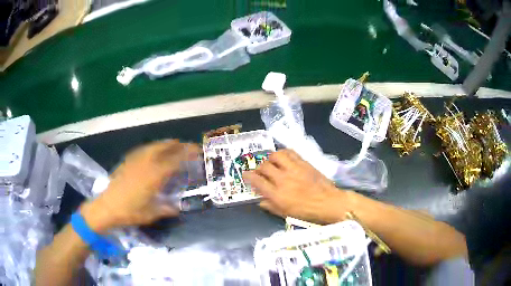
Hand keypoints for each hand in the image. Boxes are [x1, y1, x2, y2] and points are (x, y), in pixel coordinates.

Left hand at [81, 140, 200, 232]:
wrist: (107, 206)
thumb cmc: (130, 212)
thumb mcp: (151, 214)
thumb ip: (166, 209)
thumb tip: (177, 208)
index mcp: (154, 176)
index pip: (175, 160)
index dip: (187, 154)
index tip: (197, 152)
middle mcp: (146, 164)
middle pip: (164, 148)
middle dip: (177, 145)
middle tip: (187, 146)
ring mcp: (135, 160)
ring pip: (153, 146)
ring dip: (165, 144)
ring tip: (173, 145)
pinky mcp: (127, 161)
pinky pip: (143, 149)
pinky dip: (152, 147)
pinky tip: (153, 151)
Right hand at [243, 149, 347, 223]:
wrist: (328, 202)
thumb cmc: (307, 212)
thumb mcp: (286, 214)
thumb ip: (271, 206)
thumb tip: (260, 200)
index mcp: (277, 195)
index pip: (257, 181)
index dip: (248, 176)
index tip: (245, 174)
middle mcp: (282, 179)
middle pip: (264, 167)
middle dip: (258, 168)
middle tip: (260, 171)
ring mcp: (293, 169)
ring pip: (275, 156)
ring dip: (270, 158)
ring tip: (271, 162)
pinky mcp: (303, 163)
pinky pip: (290, 152)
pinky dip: (283, 153)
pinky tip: (283, 157)